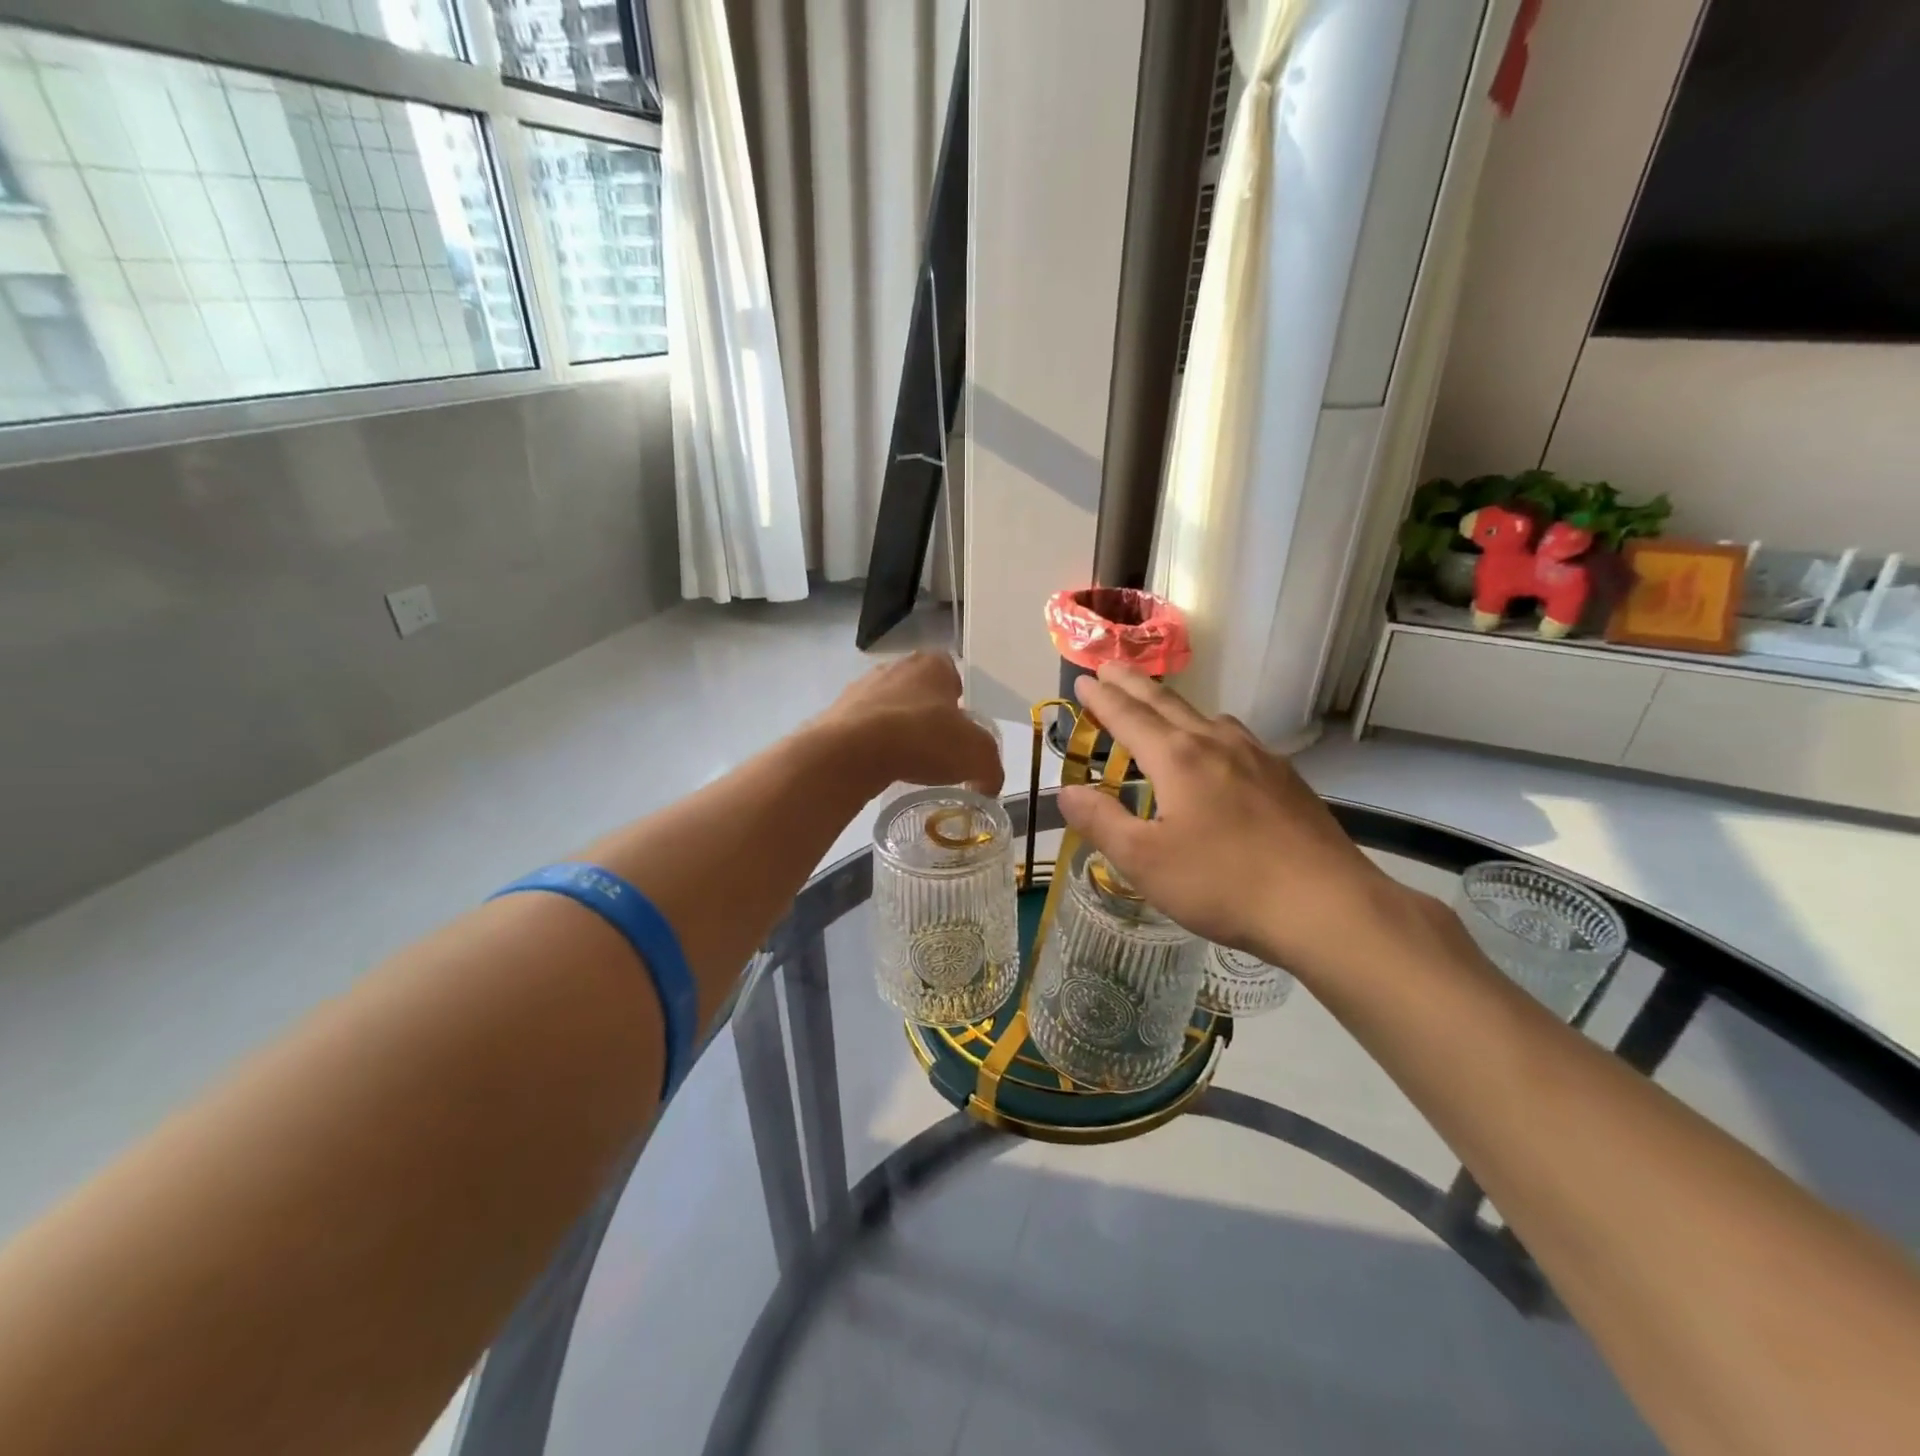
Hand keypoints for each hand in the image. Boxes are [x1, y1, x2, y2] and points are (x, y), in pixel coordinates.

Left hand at [815, 651, 1004, 795]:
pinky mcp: (836, 712)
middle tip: (937, 749)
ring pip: (889, 708)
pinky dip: (872, 745)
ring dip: (897, 730)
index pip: (953, 674)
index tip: (961, 730)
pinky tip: (879, 767)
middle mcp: (896, 666)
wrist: (853, 751)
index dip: (960, 701)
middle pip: (919, 691)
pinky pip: (862, 728)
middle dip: (928, 715)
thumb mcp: (977, 756)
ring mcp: (861, 687)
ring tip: (906, 762)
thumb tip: (989, 784)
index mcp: (933, 664)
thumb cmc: (924, 738)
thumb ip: (991, 768)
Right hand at [1057, 664, 1401, 978]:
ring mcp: (1258, 757)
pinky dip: (1210, 729)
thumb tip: (1067, 791)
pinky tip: (1219, 751)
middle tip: (1111, 665)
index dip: (1102, 698)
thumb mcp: (1145, 861)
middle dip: (1133, 684)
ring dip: (1174, 705)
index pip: (1128, 716)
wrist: (1326, 905)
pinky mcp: (1285, 778)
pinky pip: (1236, 737)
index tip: (1083, 678)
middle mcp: (1216, 744)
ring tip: (1159, 707)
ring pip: (1206, 717)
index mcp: (1177, 759)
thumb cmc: (1224, 883)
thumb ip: (1102, 821)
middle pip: (1166, 703)